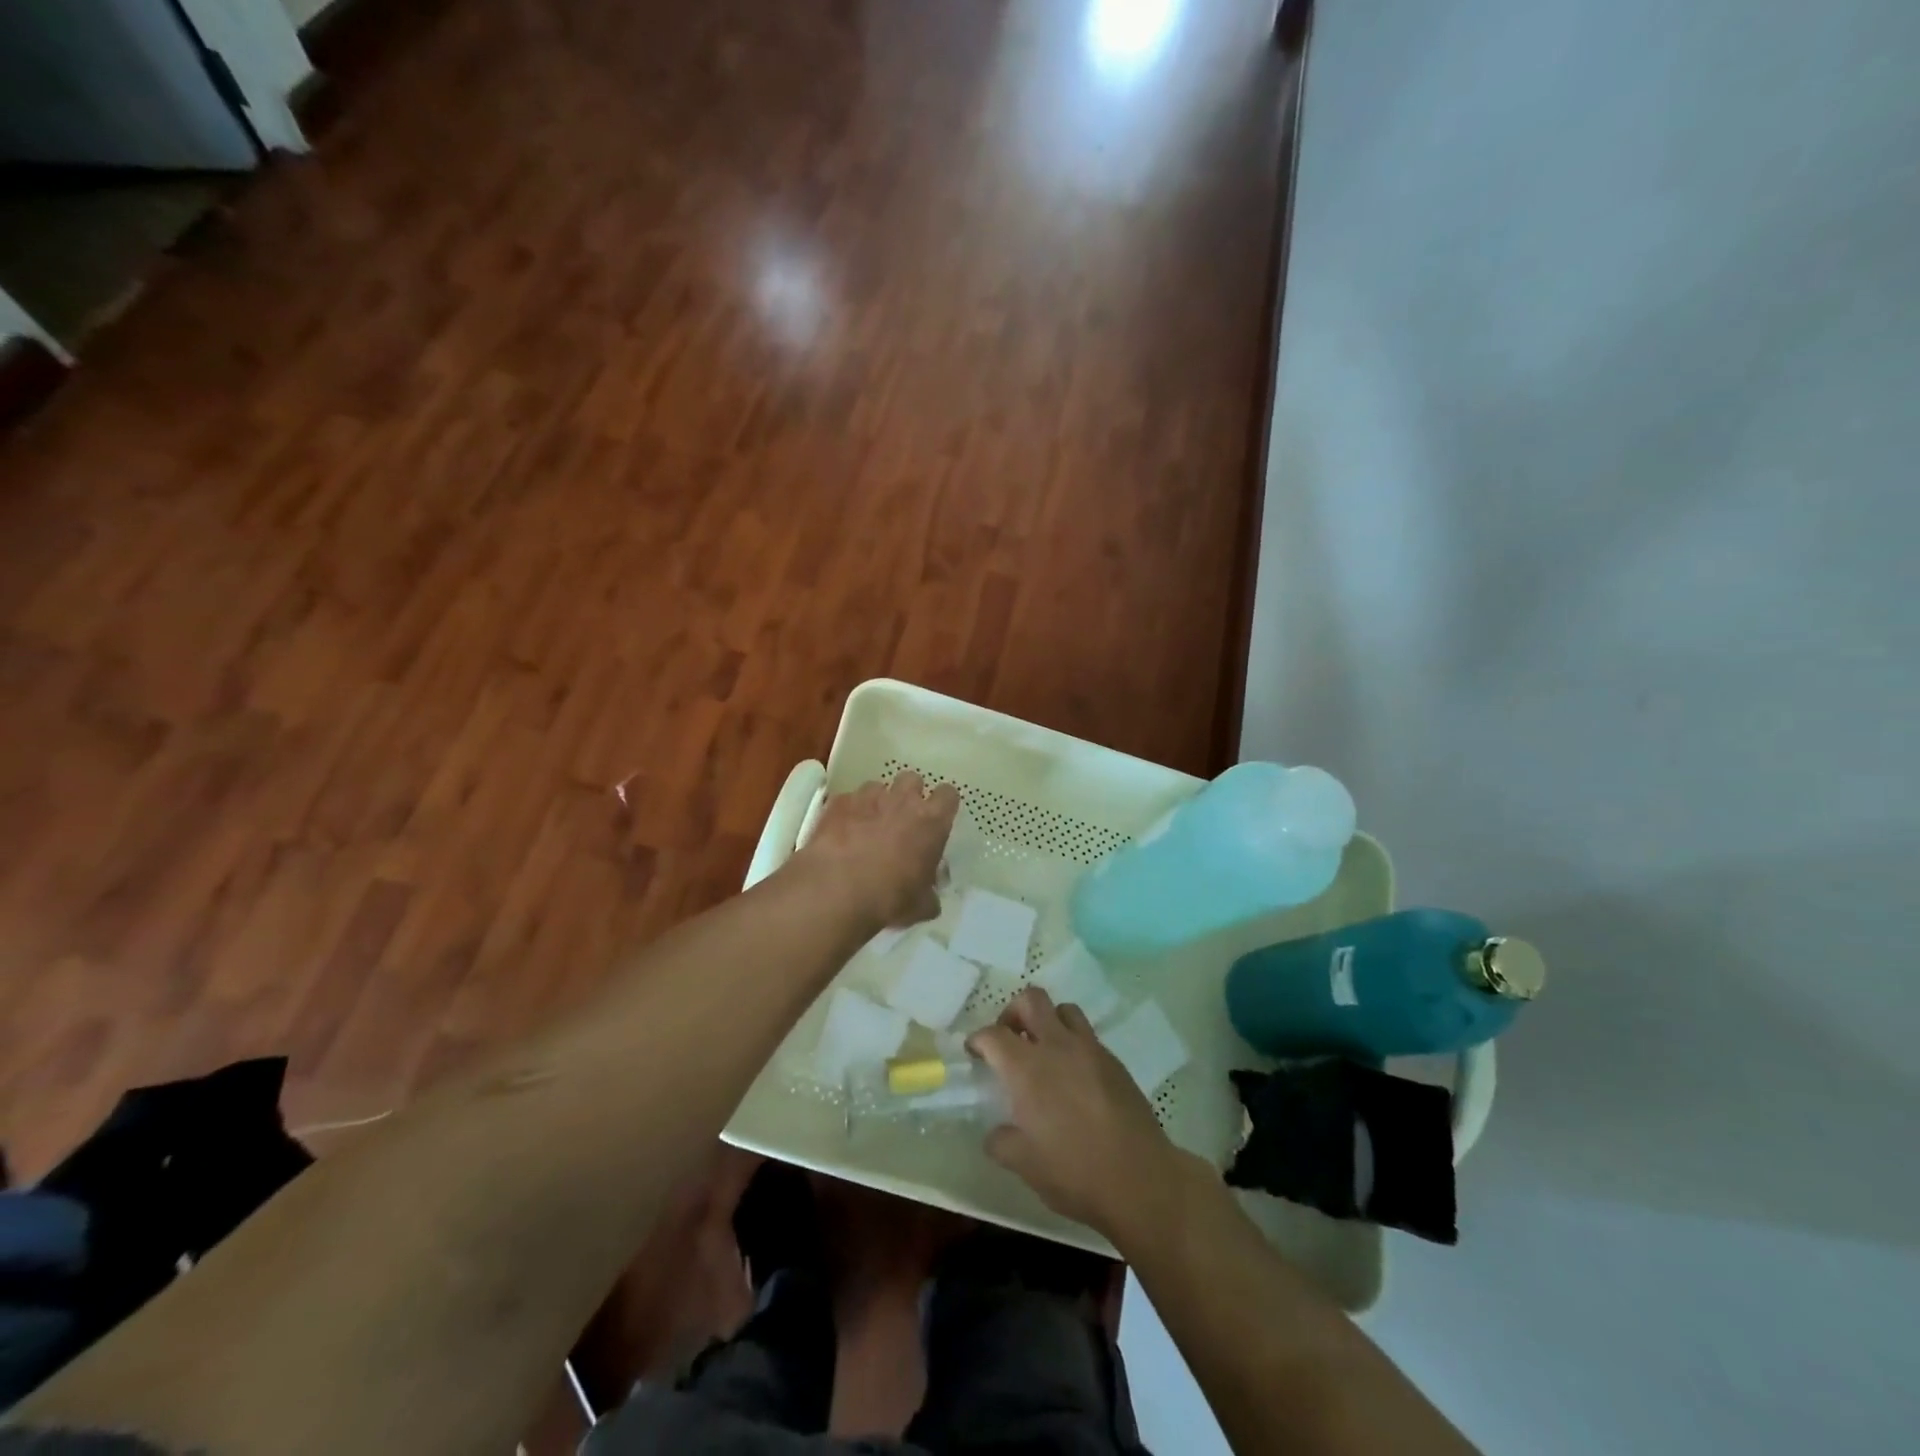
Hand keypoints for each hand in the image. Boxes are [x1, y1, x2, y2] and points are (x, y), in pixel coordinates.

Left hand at [793, 771, 959, 930]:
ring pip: (877, 786)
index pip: (948, 795)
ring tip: (868, 825)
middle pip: (912, 779)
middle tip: (902, 819)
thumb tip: (929, 897)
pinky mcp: (838, 803)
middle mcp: (903, 801)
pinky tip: (841, 832)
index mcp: (931, 821)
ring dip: (876, 802)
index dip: (943, 805)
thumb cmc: (890, 898)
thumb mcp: (921, 905)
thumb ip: (929, 894)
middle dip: (908, 795)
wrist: (837, 891)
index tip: (936, 819)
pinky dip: (848, 812)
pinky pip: (848, 799)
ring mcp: (868, 797)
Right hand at [969, 988, 1199, 1245]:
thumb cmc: (1074, 1172)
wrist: (1140, 1179)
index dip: (978, 1039)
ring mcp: (1090, 1049)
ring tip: (1044, 1050)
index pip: (993, 1034)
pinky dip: (1073, 1043)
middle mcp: (1057, 1046)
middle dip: (1014, 1012)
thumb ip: (1002, 1142)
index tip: (975, 1052)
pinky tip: (1074, 1075)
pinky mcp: (1114, 1061)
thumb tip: (995, 1133)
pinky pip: (1088, 1036)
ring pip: (1064, 1009)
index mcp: (1027, 1068)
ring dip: (1048, 1021)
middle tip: (1010, 1038)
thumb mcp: (1024, 1165)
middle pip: (1031, 999)